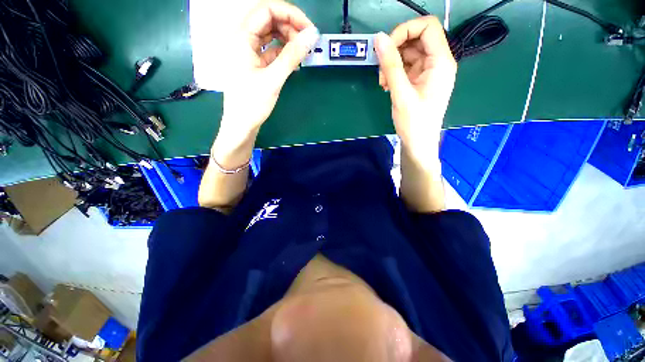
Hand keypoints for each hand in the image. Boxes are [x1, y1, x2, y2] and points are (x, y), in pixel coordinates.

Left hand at [220, 0, 318, 140]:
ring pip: (270, 34)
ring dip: (287, 39)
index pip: (267, 9)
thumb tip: (312, 35)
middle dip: (290, 26)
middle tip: (307, 43)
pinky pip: (270, 50)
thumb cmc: (252, 103)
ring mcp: (247, 51)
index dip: (290, 14)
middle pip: (268, 19)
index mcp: (241, 36)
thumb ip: (292, 55)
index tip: (309, 29)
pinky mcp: (253, 63)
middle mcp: (242, 38)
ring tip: (302, 53)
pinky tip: (293, 62)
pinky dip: (282, 53)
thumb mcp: (273, 79)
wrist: (241, 124)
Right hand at [375, 16, 456, 156]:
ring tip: (383, 83)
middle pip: (416, 39)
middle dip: (395, 51)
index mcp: (441, 62)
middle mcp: (437, 63)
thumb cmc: (414, 123)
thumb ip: (390, 65)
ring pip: (409, 53)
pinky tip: (387, 86)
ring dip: (392, 64)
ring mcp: (428, 72)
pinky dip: (394, 73)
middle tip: (381, 71)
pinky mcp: (420, 81)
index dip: (405, 30)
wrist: (418, 144)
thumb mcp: (401, 94)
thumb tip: (379, 39)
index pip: (427, 27)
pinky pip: (406, 67)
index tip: (386, 48)